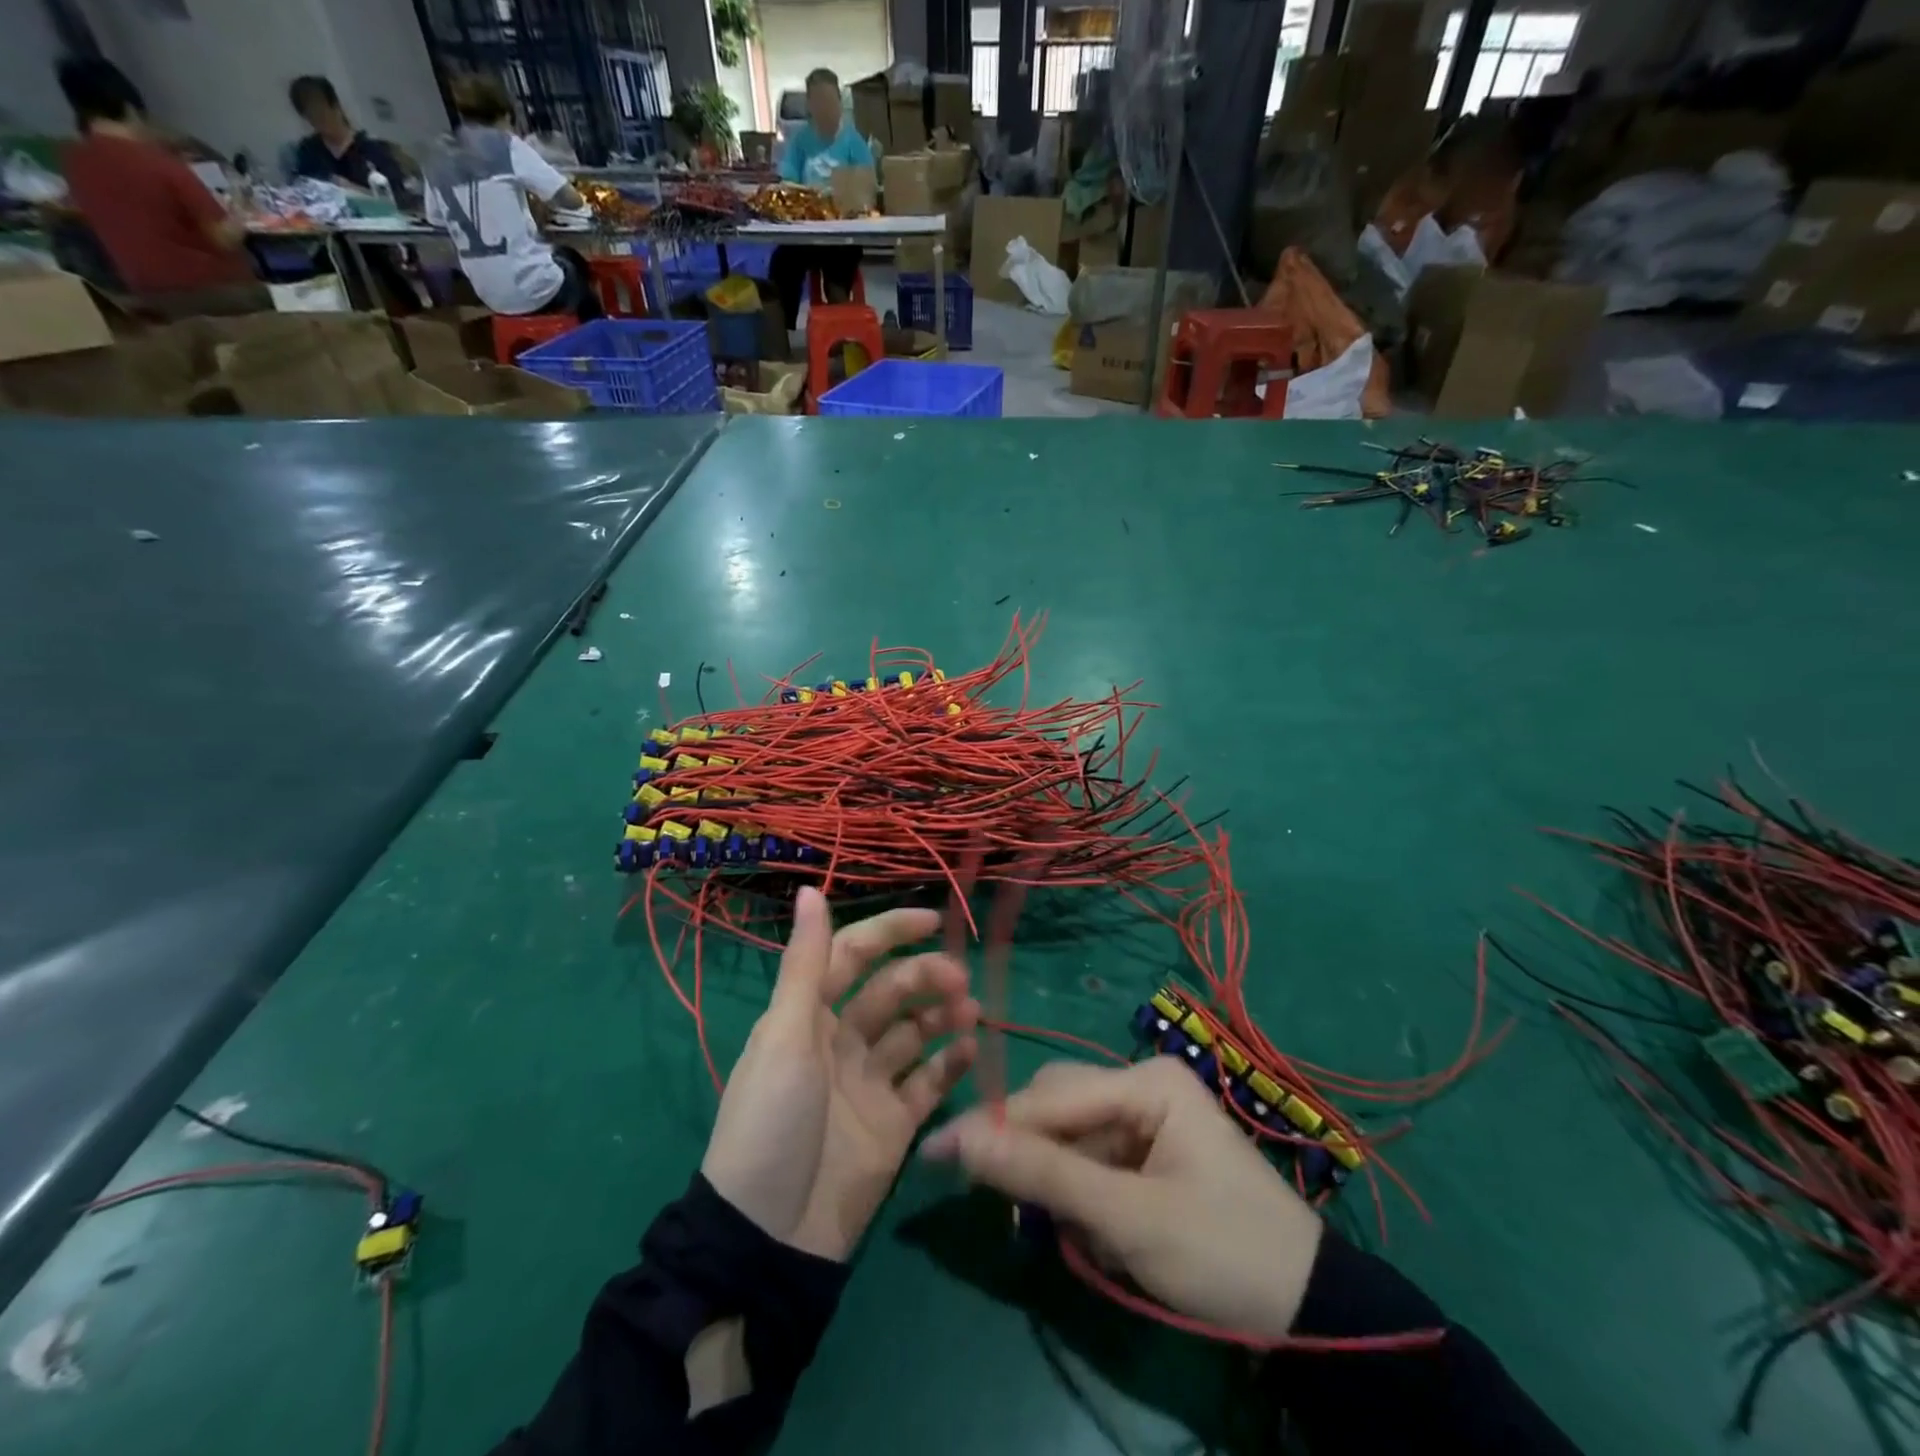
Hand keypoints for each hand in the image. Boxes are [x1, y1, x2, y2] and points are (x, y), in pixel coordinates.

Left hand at [701, 887, 978, 1260]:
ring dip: (943, 1015)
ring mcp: (870, 1084)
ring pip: (916, 1033)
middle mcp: (841, 1041)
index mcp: (809, 1015)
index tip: (935, 920)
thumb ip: (806, 964)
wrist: (770, 1238)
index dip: (891, 932)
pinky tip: (972, 1051)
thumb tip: (810, 888)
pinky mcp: (894, 1125)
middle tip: (959, 979)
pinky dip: (951, 1064)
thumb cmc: (771, 1123)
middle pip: (892, 993)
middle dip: (925, 977)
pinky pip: (929, 1083)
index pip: (854, 955)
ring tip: (970, 1011)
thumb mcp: (784, 1037)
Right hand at [921, 1057, 1323, 1339]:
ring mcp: (1145, 1119)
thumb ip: (1044, 1177)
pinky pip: (1091, 1162)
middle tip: (1017, 1215)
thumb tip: (960, 1139)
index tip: (936, 1151)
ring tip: (1082, 1239)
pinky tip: (1102, 1237)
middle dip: (1036, 1162)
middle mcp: (1140, 1085)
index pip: (1050, 1096)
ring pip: (1069, 1139)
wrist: (1309, 1310)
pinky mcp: (1146, 1153)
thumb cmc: (1223, 1252)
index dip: (994, 1125)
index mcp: (1146, 1081)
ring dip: (1060, 1187)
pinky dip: (1083, 1200)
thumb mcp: (1129, 1219)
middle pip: (1057, 1109)